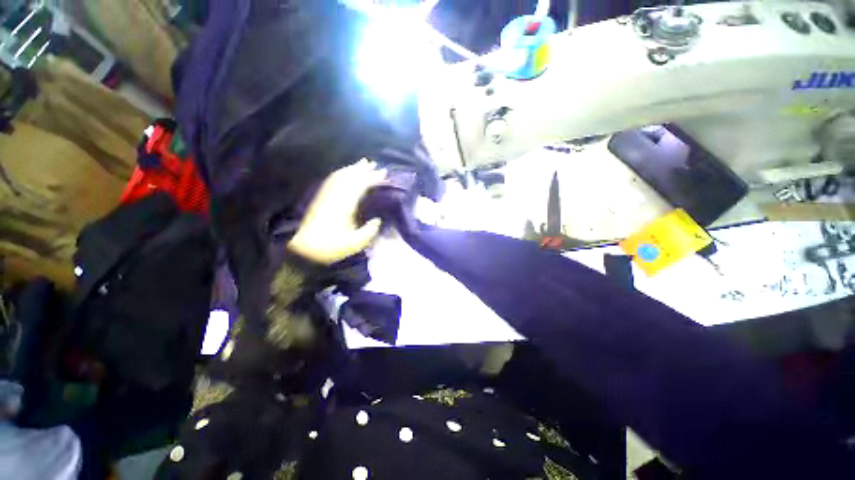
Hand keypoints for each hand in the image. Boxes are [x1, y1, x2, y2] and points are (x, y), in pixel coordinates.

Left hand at [287, 159, 385, 264]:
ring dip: (352, 169)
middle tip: (375, 164)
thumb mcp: (355, 243)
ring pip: (340, 177)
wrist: (304, 250)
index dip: (372, 178)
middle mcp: (335, 197)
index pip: (360, 186)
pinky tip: (345, 172)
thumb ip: (369, 231)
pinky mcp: (320, 199)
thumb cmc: (331, 247)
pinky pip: (331, 181)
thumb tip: (377, 221)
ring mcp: (326, 196)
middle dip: (363, 169)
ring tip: (362, 163)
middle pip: (350, 177)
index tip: (383, 173)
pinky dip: (340, 173)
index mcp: (345, 206)